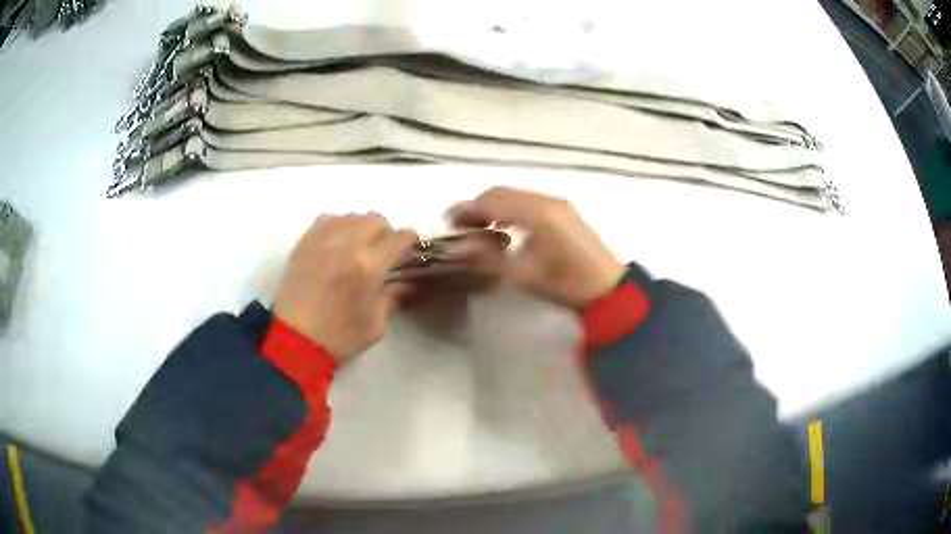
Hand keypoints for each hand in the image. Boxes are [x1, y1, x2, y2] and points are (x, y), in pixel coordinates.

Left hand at [273, 213, 417, 361]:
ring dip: (362, 227)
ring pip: (351, 216)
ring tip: (359, 246)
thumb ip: (392, 298)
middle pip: (375, 219)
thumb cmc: (339, 337)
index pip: (398, 237)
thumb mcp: (375, 325)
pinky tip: (337, 243)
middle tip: (385, 250)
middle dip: (386, 232)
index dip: (409, 241)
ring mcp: (322, 240)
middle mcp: (346, 244)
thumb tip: (406, 283)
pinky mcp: (304, 243)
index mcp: (368, 265)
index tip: (410, 250)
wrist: (294, 341)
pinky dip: (338, 225)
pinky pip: (327, 219)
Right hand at [449, 187, 624, 308]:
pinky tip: (506, 228)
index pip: (492, 200)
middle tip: (462, 227)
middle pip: (502, 192)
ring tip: (480, 228)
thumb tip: (460, 246)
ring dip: (494, 206)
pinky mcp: (564, 211)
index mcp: (537, 213)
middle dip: (478, 205)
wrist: (609, 289)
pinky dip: (511, 209)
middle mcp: (547, 200)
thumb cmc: (568, 284)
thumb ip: (489, 259)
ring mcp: (558, 203)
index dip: (467, 209)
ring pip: (515, 195)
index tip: (449, 223)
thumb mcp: (526, 275)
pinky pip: (529, 201)